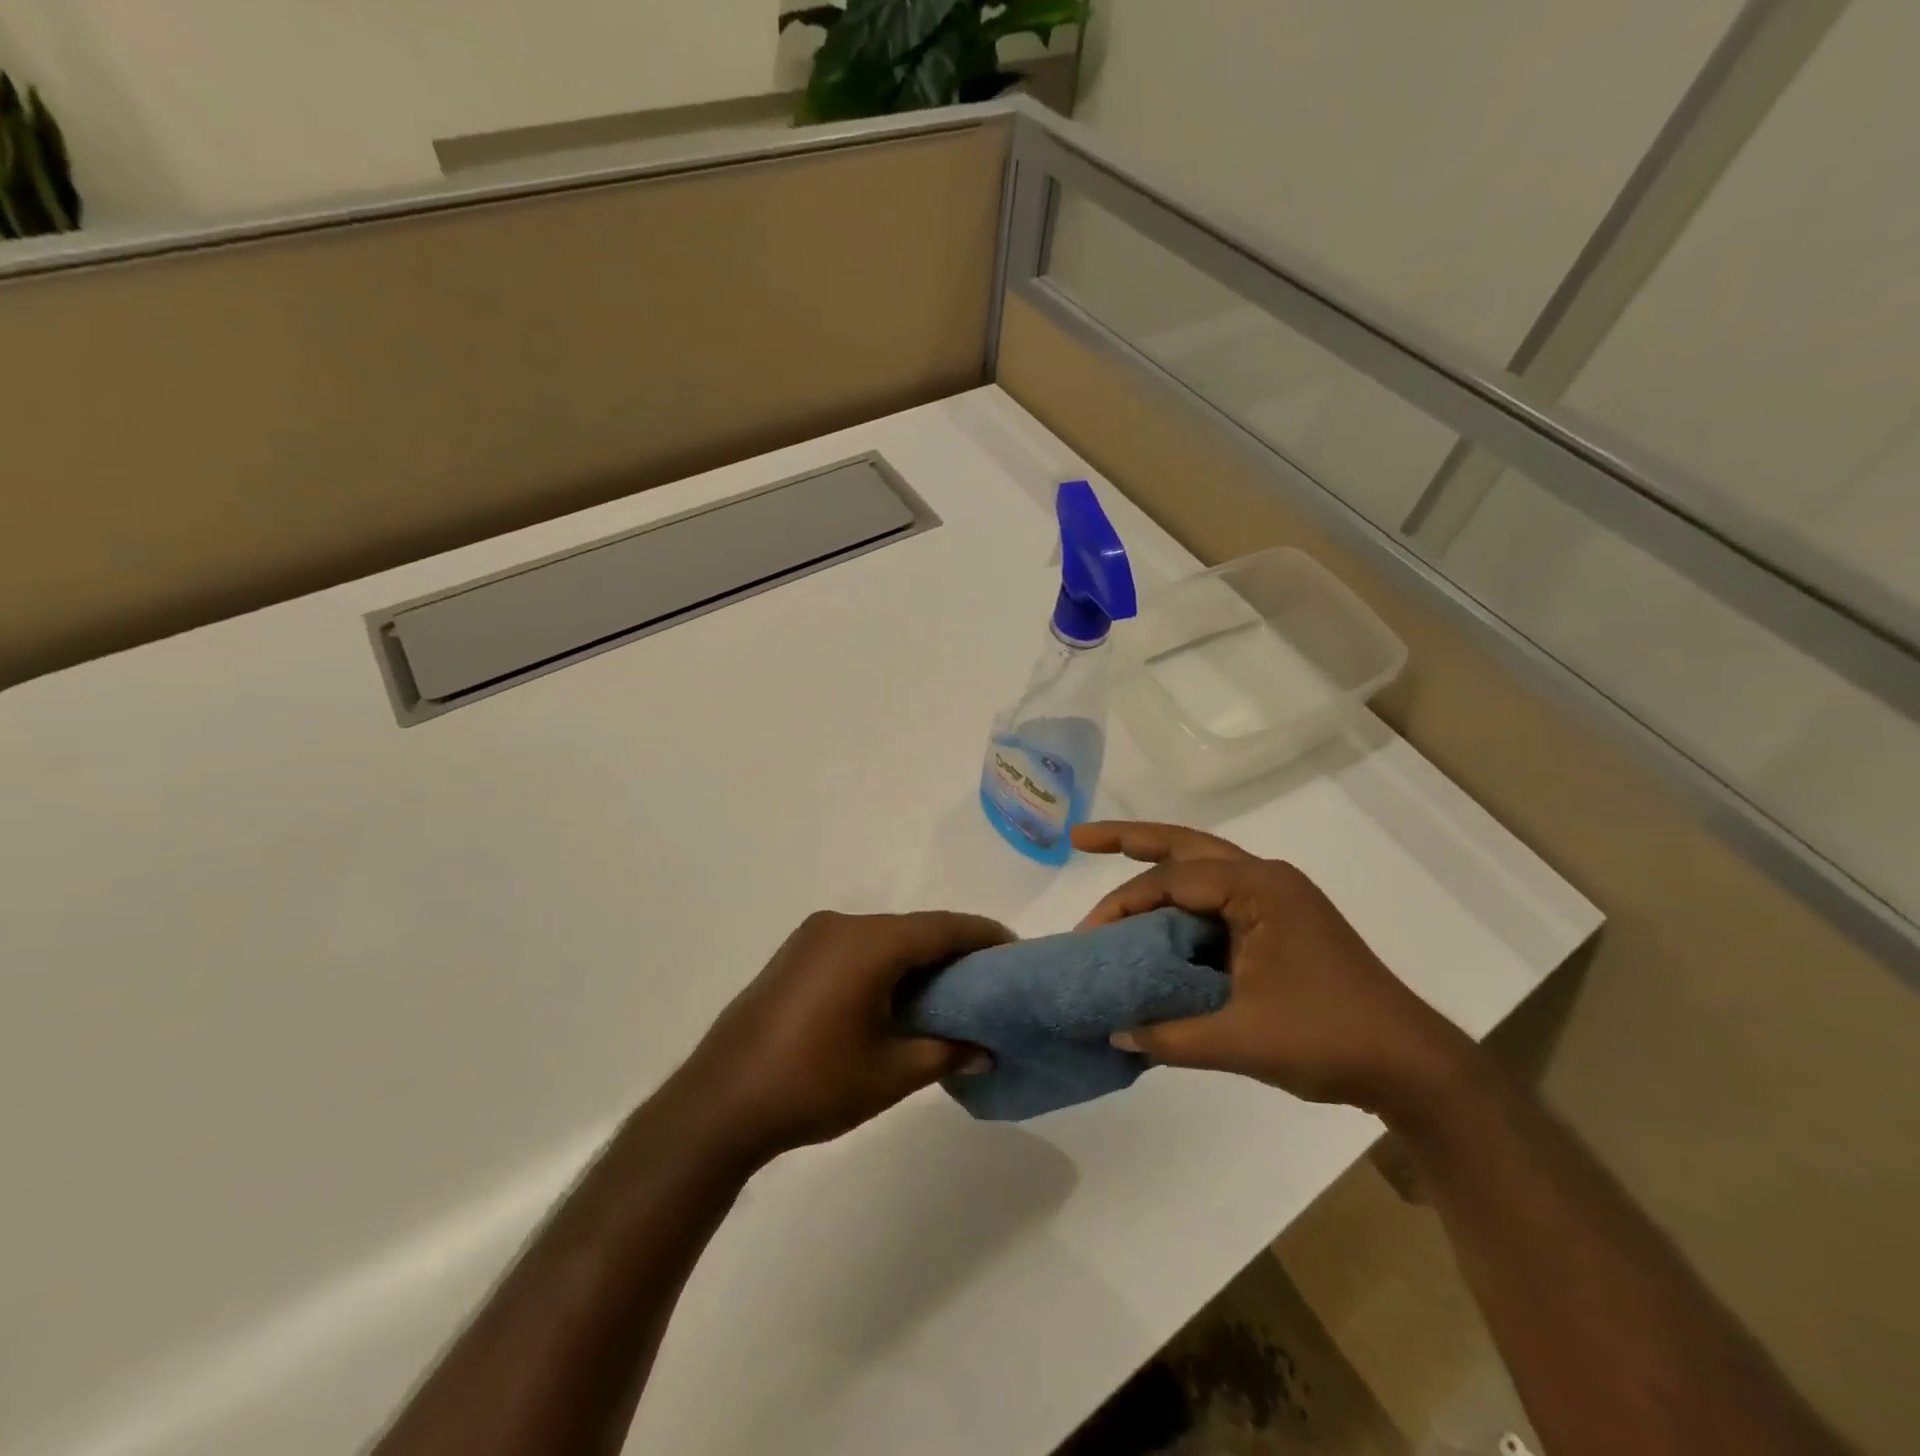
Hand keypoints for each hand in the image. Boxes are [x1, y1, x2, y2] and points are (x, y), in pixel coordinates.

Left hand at [671, 910, 1009, 1160]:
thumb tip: (985, 1051)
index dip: (983, 936)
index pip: (943, 928)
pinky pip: (857, 946)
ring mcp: (813, 936)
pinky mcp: (795, 954)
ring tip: (950, 991)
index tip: (1015, 952)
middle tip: (988, 980)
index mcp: (869, 943)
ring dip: (918, 957)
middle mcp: (842, 925)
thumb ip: (945, 1052)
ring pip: (885, 936)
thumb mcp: (891, 1074)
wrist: (719, 1103)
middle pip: (914, 928)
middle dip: (953, 949)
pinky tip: (899, 995)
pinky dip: (886, 962)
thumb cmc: (813, 1085)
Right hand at [1073, 822, 1473, 1118]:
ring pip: (1202, 866)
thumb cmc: (1330, 1039)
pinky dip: (1181, 902)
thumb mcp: (1241, 1040)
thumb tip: (1113, 1033)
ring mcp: (1276, 899)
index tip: (1087, 937)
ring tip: (1108, 856)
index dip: (1122, 905)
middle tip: (1078, 838)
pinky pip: (1217, 899)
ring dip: (1157, 864)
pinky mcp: (1279, 923)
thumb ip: (1170, 1035)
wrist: (1412, 1066)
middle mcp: (1266, 879)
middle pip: (1186, 845)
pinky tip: (1157, 919)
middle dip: (1131, 839)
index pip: (1172, 882)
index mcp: (1259, 888)